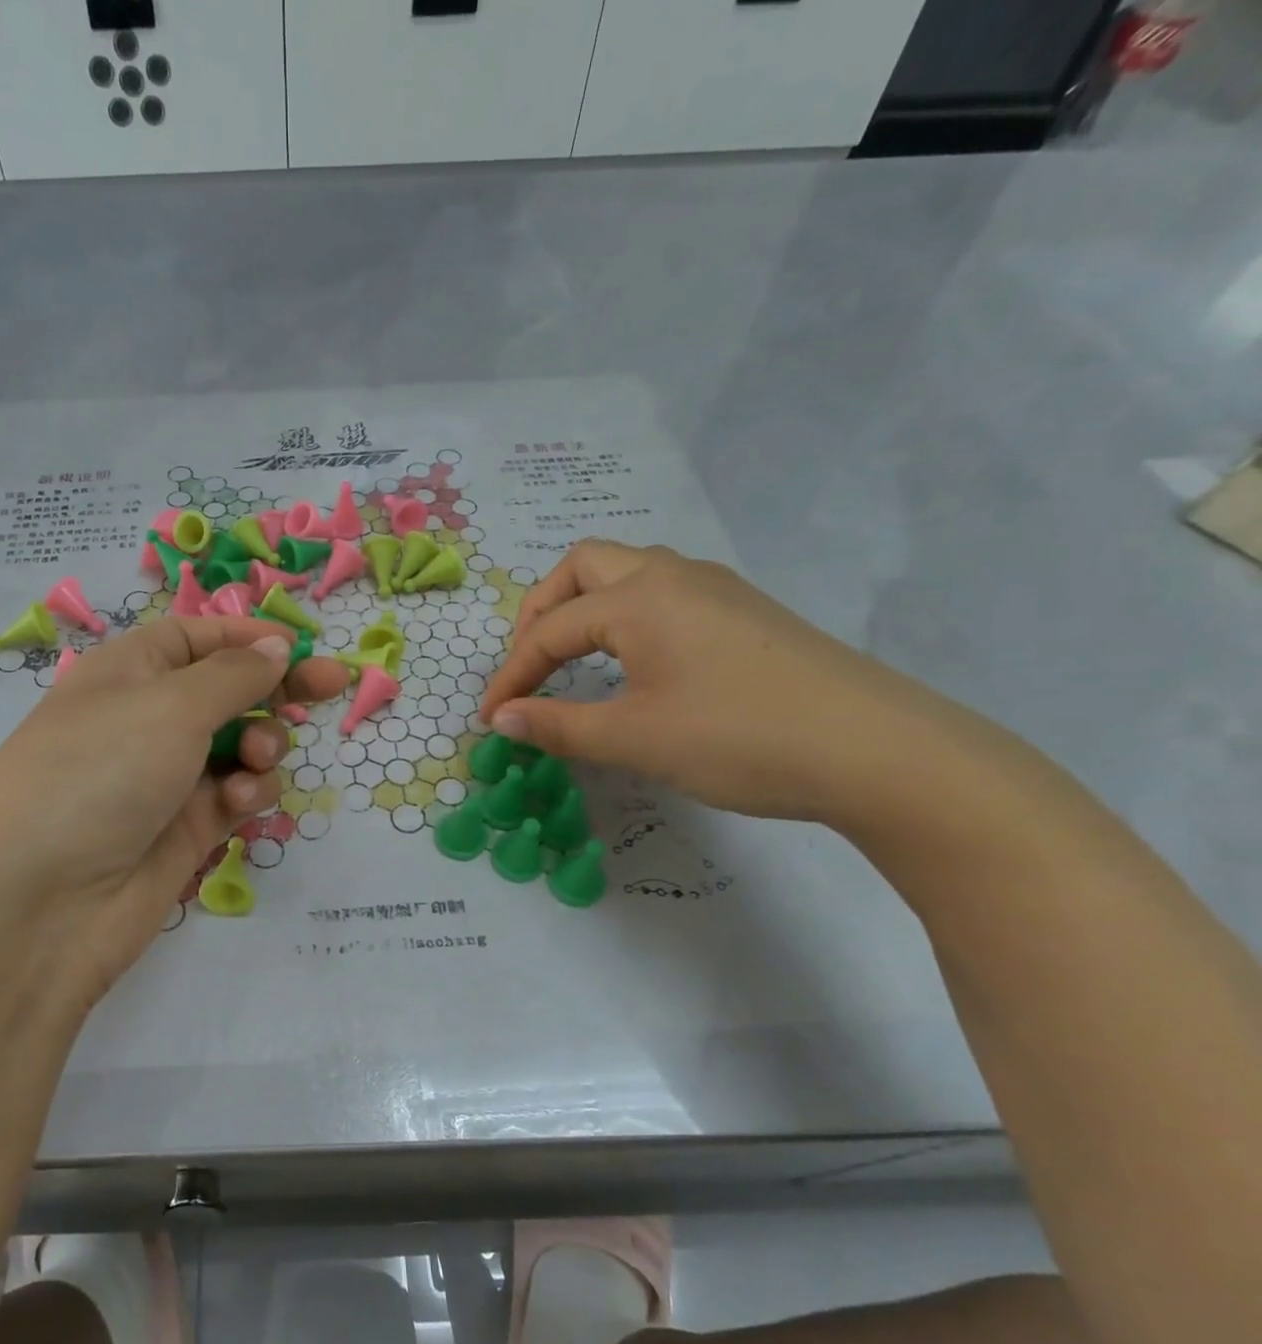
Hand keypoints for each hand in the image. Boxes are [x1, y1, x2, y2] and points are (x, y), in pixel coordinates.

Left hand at [0, 616, 346, 1013]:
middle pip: (228, 690)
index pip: (197, 638)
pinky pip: (237, 794)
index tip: (303, 644)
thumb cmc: (100, 772)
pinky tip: (239, 801)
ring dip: (263, 744)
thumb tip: (275, 647)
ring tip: (256, 761)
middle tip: (330, 687)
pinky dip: (249, 791)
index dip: (249, 637)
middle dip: (276, 688)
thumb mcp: (170, 705)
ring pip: (241, 745)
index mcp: (129, 671)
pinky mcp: (187, 829)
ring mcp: (168, 777)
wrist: (41, 902)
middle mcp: (148, 719)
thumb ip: (235, 675)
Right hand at [480, 541, 979, 825]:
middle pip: (583, 566)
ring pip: (628, 572)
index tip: (490, 718)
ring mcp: (716, 588)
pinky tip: (636, 662)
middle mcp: (673, 576)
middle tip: (529, 663)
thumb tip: (501, 719)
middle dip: (541, 611)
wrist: (878, 750)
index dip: (511, 675)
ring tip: (572, 658)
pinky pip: (663, 593)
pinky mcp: (745, 611)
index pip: (550, 630)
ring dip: (585, 606)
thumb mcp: (635, 739)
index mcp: (639, 598)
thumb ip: (557, 726)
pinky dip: (625, 616)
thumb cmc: (739, 738)